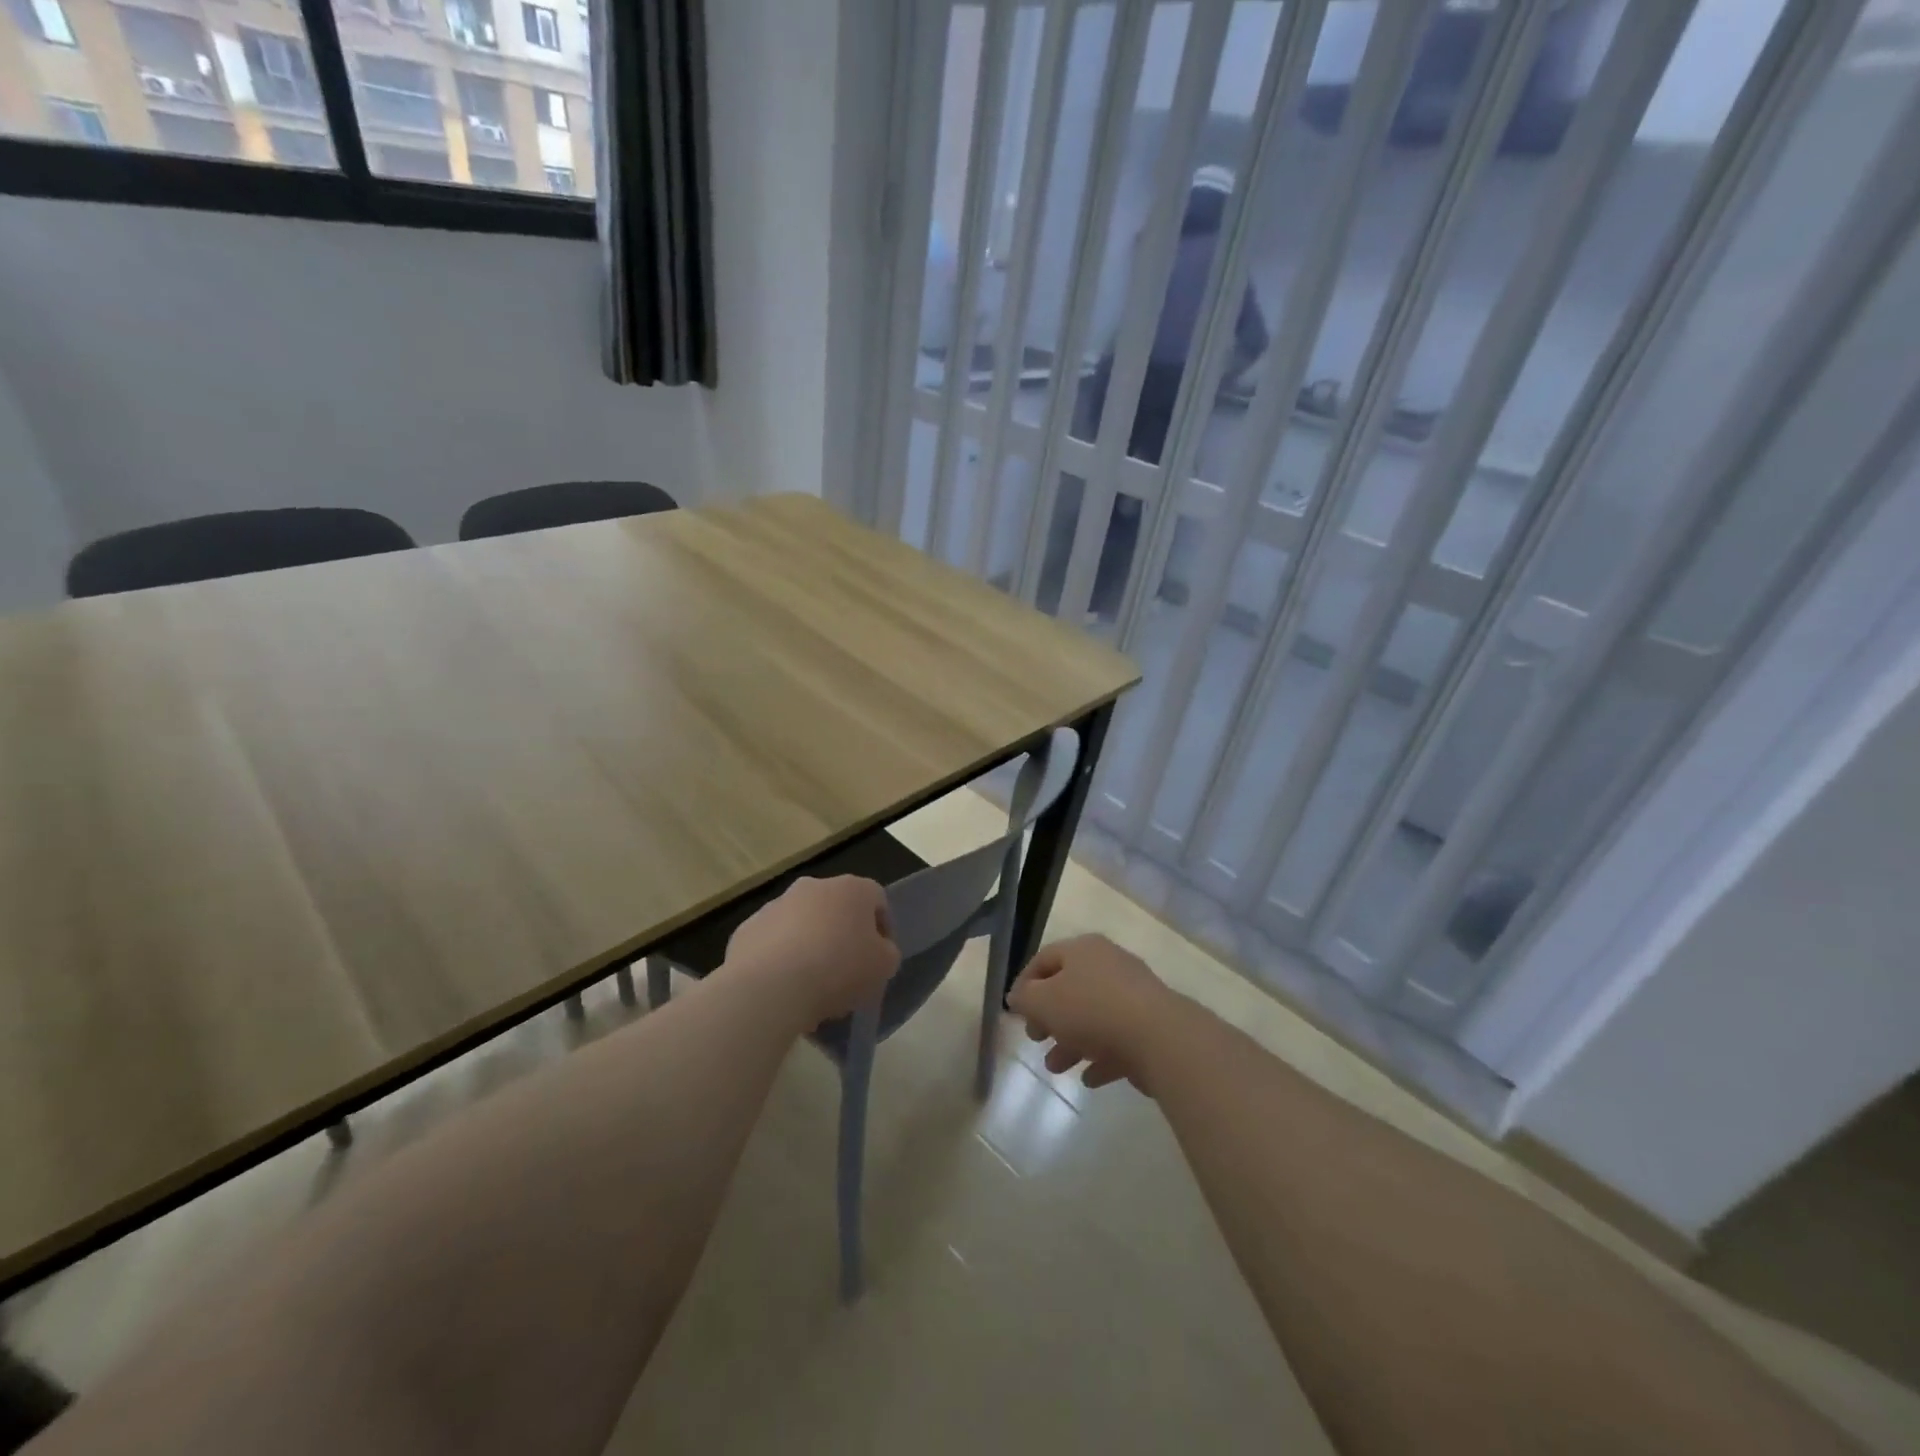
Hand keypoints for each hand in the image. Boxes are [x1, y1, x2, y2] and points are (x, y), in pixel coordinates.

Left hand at [724, 875, 899, 1028]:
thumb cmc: (838, 970)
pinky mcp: (747, 929)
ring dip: (809, 947)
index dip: (882, 928)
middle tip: (845, 972)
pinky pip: (772, 944)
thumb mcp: (884, 966)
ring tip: (811, 988)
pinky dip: (779, 960)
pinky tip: (783, 989)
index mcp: (851, 889)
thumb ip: (887, 953)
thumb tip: (877, 950)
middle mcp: (813, 887)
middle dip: (842, 936)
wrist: (770, 988)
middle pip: (836, 910)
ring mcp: (776, 905)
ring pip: (802, 925)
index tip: (879, 958)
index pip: (877, 899)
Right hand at [1008, 934, 1173, 1091]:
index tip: (1015, 1012)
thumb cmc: (1092, 1010)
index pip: (1044, 959)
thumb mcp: (1043, 1002)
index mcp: (1082, 950)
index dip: (1024, 983)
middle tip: (1036, 1038)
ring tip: (1056, 1067)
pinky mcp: (1151, 1026)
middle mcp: (1109, 964)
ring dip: (1071, 1042)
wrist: (1159, 1037)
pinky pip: (1118, 1040)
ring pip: (1093, 1016)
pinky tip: (1089, 1079)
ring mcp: (1133, 995)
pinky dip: (1101, 1057)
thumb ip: (1025, 999)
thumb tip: (1018, 997)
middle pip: (1070, 988)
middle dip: (1049, 1017)